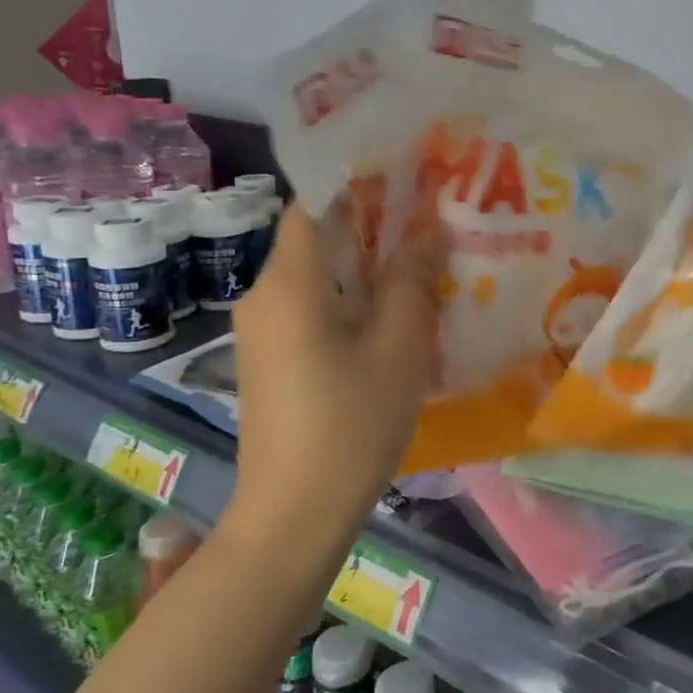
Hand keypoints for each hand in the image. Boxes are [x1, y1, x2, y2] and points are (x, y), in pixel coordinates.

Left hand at [225, 206, 441, 540]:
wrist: (293, 515)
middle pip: (316, 237)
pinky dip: (348, 298)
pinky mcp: (270, 359)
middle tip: (430, 221)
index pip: (315, 201)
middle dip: (372, 224)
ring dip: (363, 264)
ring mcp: (261, 330)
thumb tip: (426, 228)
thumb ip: (410, 280)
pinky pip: (310, 307)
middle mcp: (263, 296)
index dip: (359, 181)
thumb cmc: (351, 425)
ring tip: (420, 264)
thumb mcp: (397, 348)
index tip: (408, 177)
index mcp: (289, 283)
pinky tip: (390, 316)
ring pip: (316, 275)